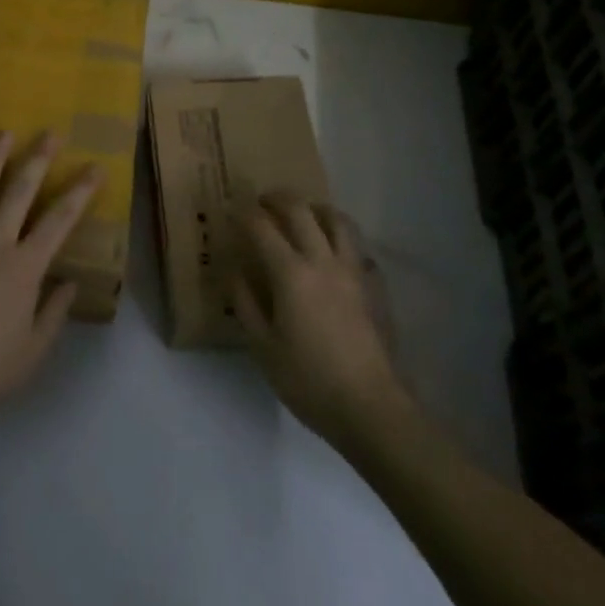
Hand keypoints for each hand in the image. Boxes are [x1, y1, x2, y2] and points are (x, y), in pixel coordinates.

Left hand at [0, 131, 102, 429]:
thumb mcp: (34, 350)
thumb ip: (53, 312)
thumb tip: (67, 283)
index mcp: (23, 268)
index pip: (59, 221)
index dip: (80, 192)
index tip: (95, 167)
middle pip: (18, 194)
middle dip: (37, 160)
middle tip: (50, 133)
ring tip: (2, 134)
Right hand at [232, 192, 408, 449]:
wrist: (370, 406)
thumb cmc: (308, 380)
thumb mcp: (262, 347)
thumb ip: (245, 303)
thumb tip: (234, 271)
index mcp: (291, 273)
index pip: (262, 227)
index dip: (244, 213)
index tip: (231, 209)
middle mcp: (323, 261)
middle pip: (301, 211)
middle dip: (278, 198)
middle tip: (263, 201)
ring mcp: (353, 271)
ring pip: (337, 220)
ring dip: (315, 208)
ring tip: (303, 214)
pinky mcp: (373, 285)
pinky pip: (357, 246)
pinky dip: (341, 237)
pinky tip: (334, 251)